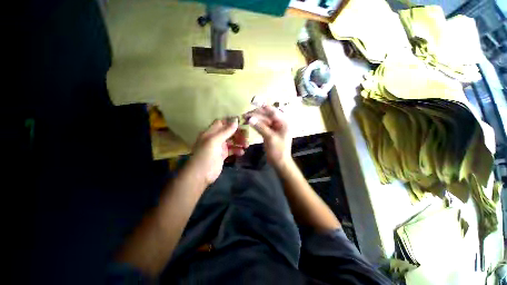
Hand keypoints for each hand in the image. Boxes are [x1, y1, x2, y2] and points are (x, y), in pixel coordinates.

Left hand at [187, 118, 247, 185]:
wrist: (201, 175)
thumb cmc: (206, 155)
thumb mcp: (215, 141)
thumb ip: (226, 131)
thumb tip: (236, 120)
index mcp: (210, 132)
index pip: (221, 123)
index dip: (230, 121)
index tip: (242, 122)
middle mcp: (215, 138)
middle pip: (228, 132)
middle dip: (237, 133)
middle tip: (247, 135)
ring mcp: (219, 147)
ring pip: (231, 141)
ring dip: (239, 142)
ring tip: (246, 145)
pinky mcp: (223, 155)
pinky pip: (232, 149)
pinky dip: (237, 150)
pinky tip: (242, 152)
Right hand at [245, 106, 291, 167]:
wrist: (279, 162)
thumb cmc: (278, 150)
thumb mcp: (270, 138)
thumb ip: (260, 127)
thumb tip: (250, 118)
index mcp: (283, 122)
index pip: (273, 111)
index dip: (263, 107)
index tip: (253, 104)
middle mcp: (280, 123)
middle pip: (267, 115)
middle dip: (257, 114)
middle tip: (246, 114)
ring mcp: (275, 128)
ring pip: (264, 120)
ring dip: (255, 119)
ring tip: (245, 118)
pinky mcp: (270, 132)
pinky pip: (263, 126)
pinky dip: (257, 124)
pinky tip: (250, 123)